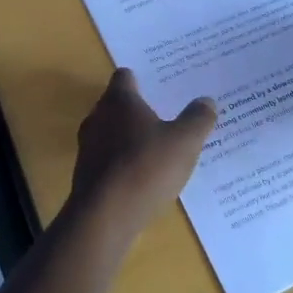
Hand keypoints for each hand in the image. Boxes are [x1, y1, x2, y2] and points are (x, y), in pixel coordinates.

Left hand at [68, 69, 215, 243]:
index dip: (139, 79)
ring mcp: (88, 146)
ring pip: (110, 133)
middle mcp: (98, 116)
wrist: (104, 216)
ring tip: (154, 149)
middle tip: (163, 116)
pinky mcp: (85, 174)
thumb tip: (206, 101)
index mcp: (119, 100)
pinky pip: (107, 160)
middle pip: (116, 104)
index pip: (124, 77)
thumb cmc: (145, 167)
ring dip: (128, 138)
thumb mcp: (184, 142)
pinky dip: (122, 163)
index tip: (157, 86)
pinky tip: (141, 178)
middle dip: (136, 110)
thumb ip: (197, 119)